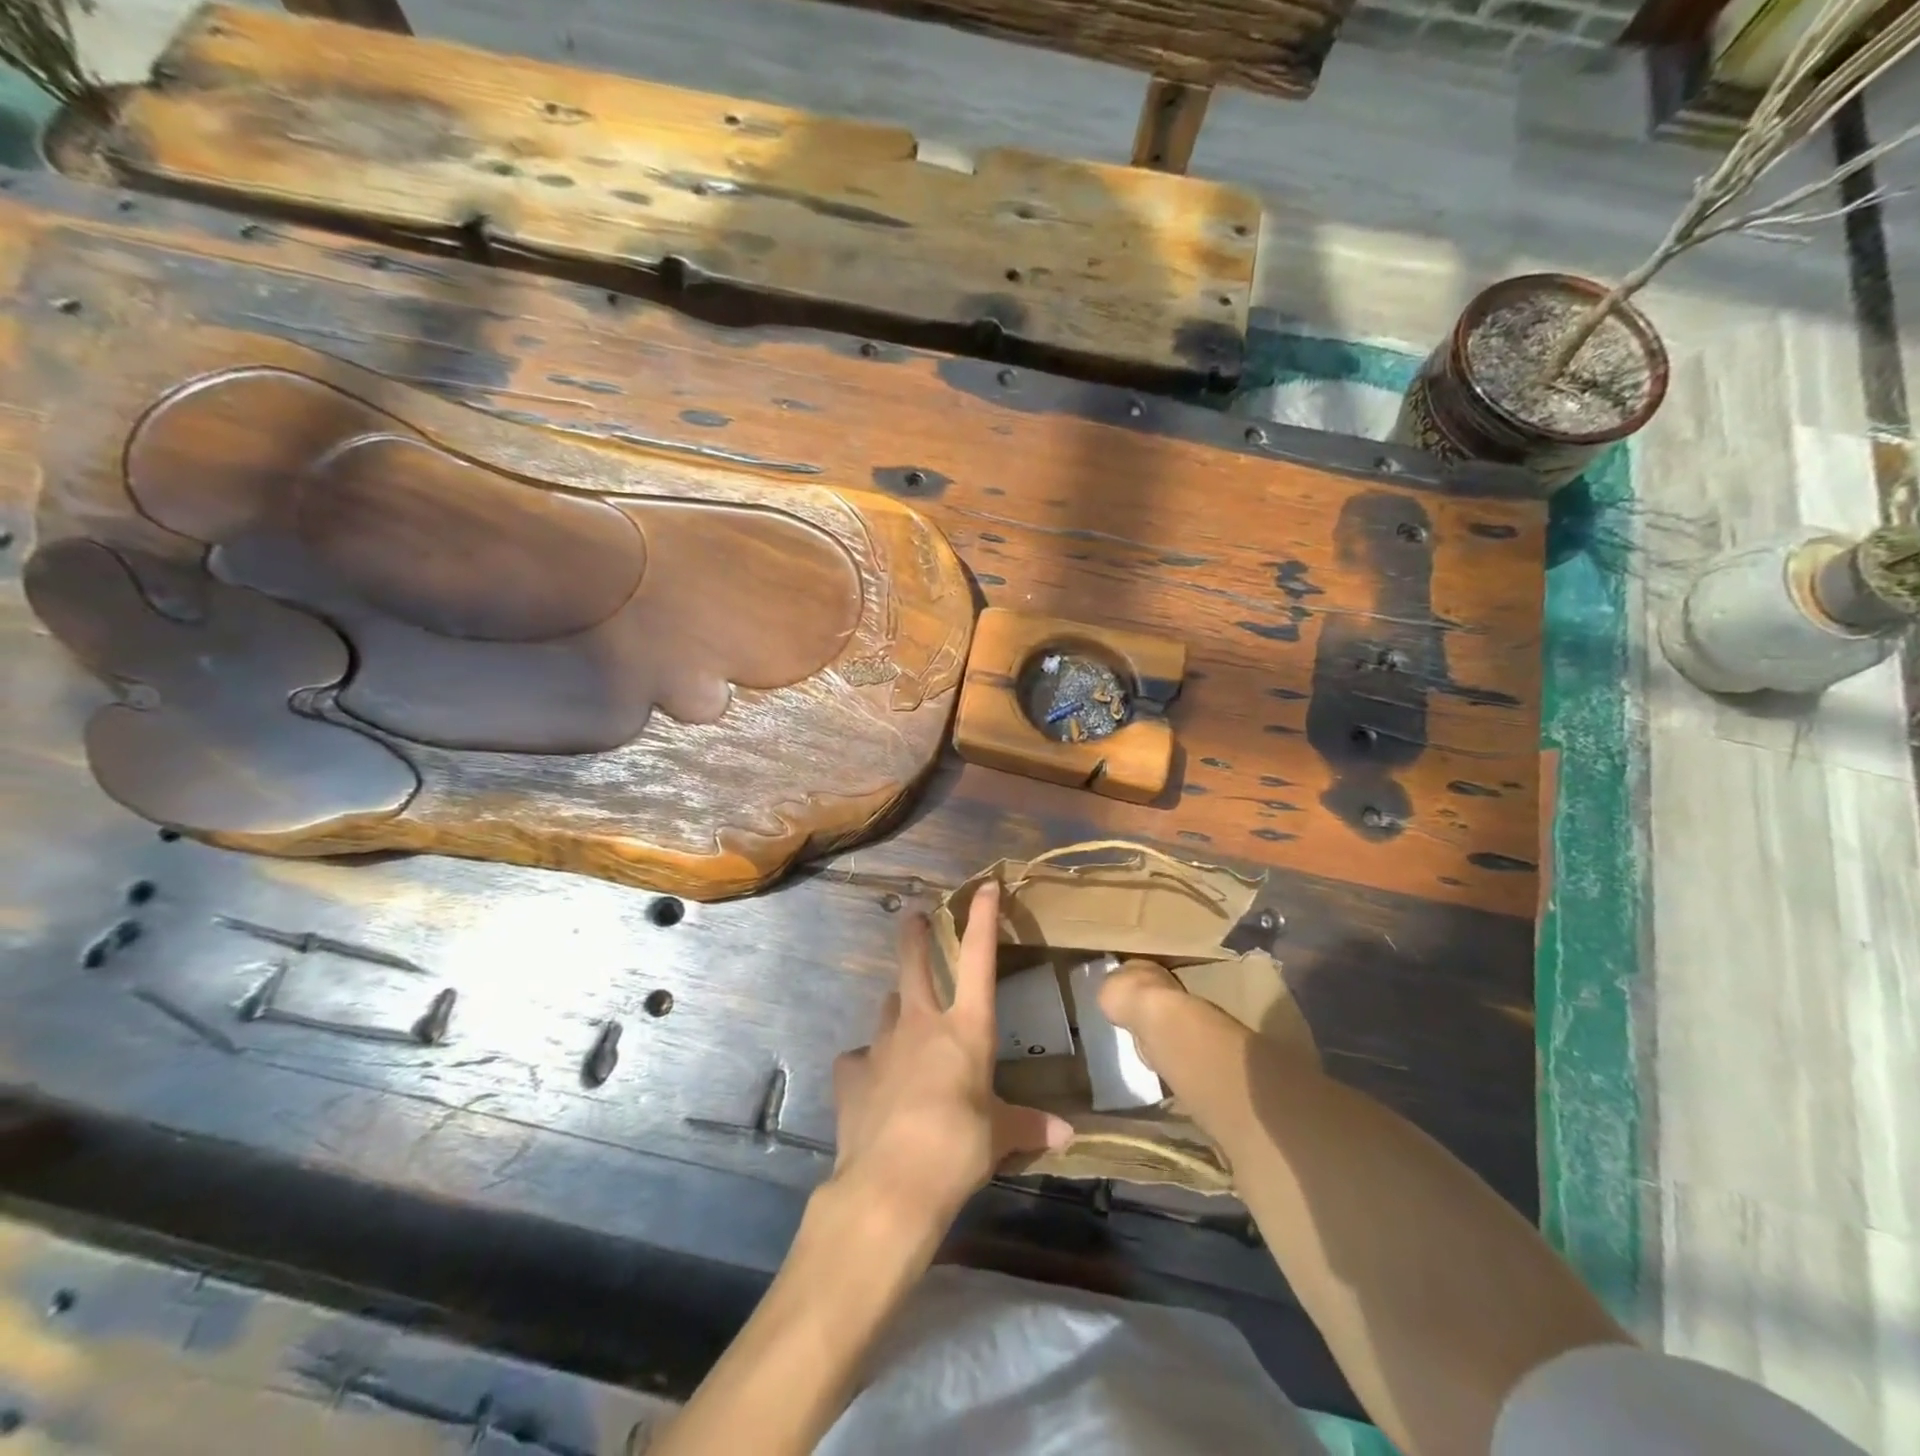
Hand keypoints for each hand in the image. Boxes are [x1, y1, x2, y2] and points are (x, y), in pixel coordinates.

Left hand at [830, 881, 1072, 1239]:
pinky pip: (860, 1059)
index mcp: (965, 1030)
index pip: (978, 959)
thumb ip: (1028, 1125)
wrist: (891, 1184)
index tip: (985, 886)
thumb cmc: (958, 1149)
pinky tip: (872, 1082)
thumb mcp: (1000, 1136)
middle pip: (914, 963)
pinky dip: (868, 1064)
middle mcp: (922, 1024)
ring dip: (897, 1008)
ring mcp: (882, 1045)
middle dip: (914, 935)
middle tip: (913, 917)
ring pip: (887, 1008)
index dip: (982, 918)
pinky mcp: (852, 1073)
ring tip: (903, 1021)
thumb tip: (1067, 1134)